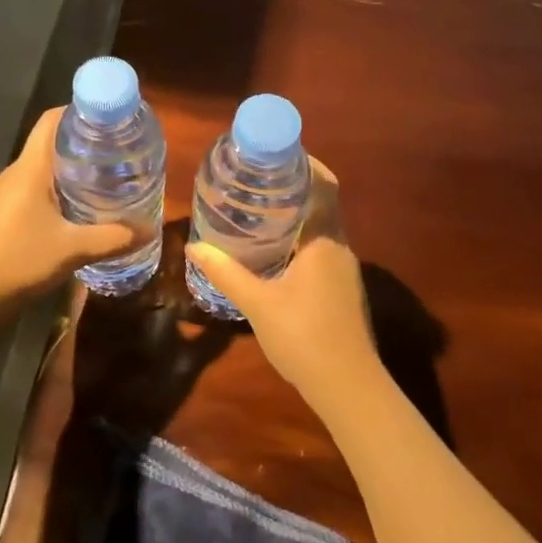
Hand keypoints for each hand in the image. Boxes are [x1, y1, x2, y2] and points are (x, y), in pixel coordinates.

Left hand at [0, 107, 148, 303]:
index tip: (107, 120)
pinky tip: (71, 212)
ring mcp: (1, 194)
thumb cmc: (20, 260)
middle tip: (114, 154)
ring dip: (67, 171)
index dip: (78, 113)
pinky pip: (29, 191)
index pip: (51, 121)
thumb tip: (149, 230)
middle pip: (48, 144)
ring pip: (39, 170)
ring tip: (100, 181)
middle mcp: (13, 173)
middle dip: (81, 145)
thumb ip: (113, 238)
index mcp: (30, 169)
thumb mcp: (74, 249)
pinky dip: (52, 192)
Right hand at [185, 162, 380, 410]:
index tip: (277, 154)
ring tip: (260, 210)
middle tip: (257, 180)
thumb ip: (226, 273)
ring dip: (297, 216)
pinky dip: (300, 240)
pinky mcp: (342, 291)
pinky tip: (275, 252)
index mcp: (324, 241)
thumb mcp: (258, 303)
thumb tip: (193, 246)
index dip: (306, 165)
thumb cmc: (304, 337)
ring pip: (321, 229)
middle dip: (294, 189)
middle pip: (322, 204)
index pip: (324, 186)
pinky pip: (321, 250)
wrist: (348, 388)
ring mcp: (344, 271)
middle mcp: (339, 248)